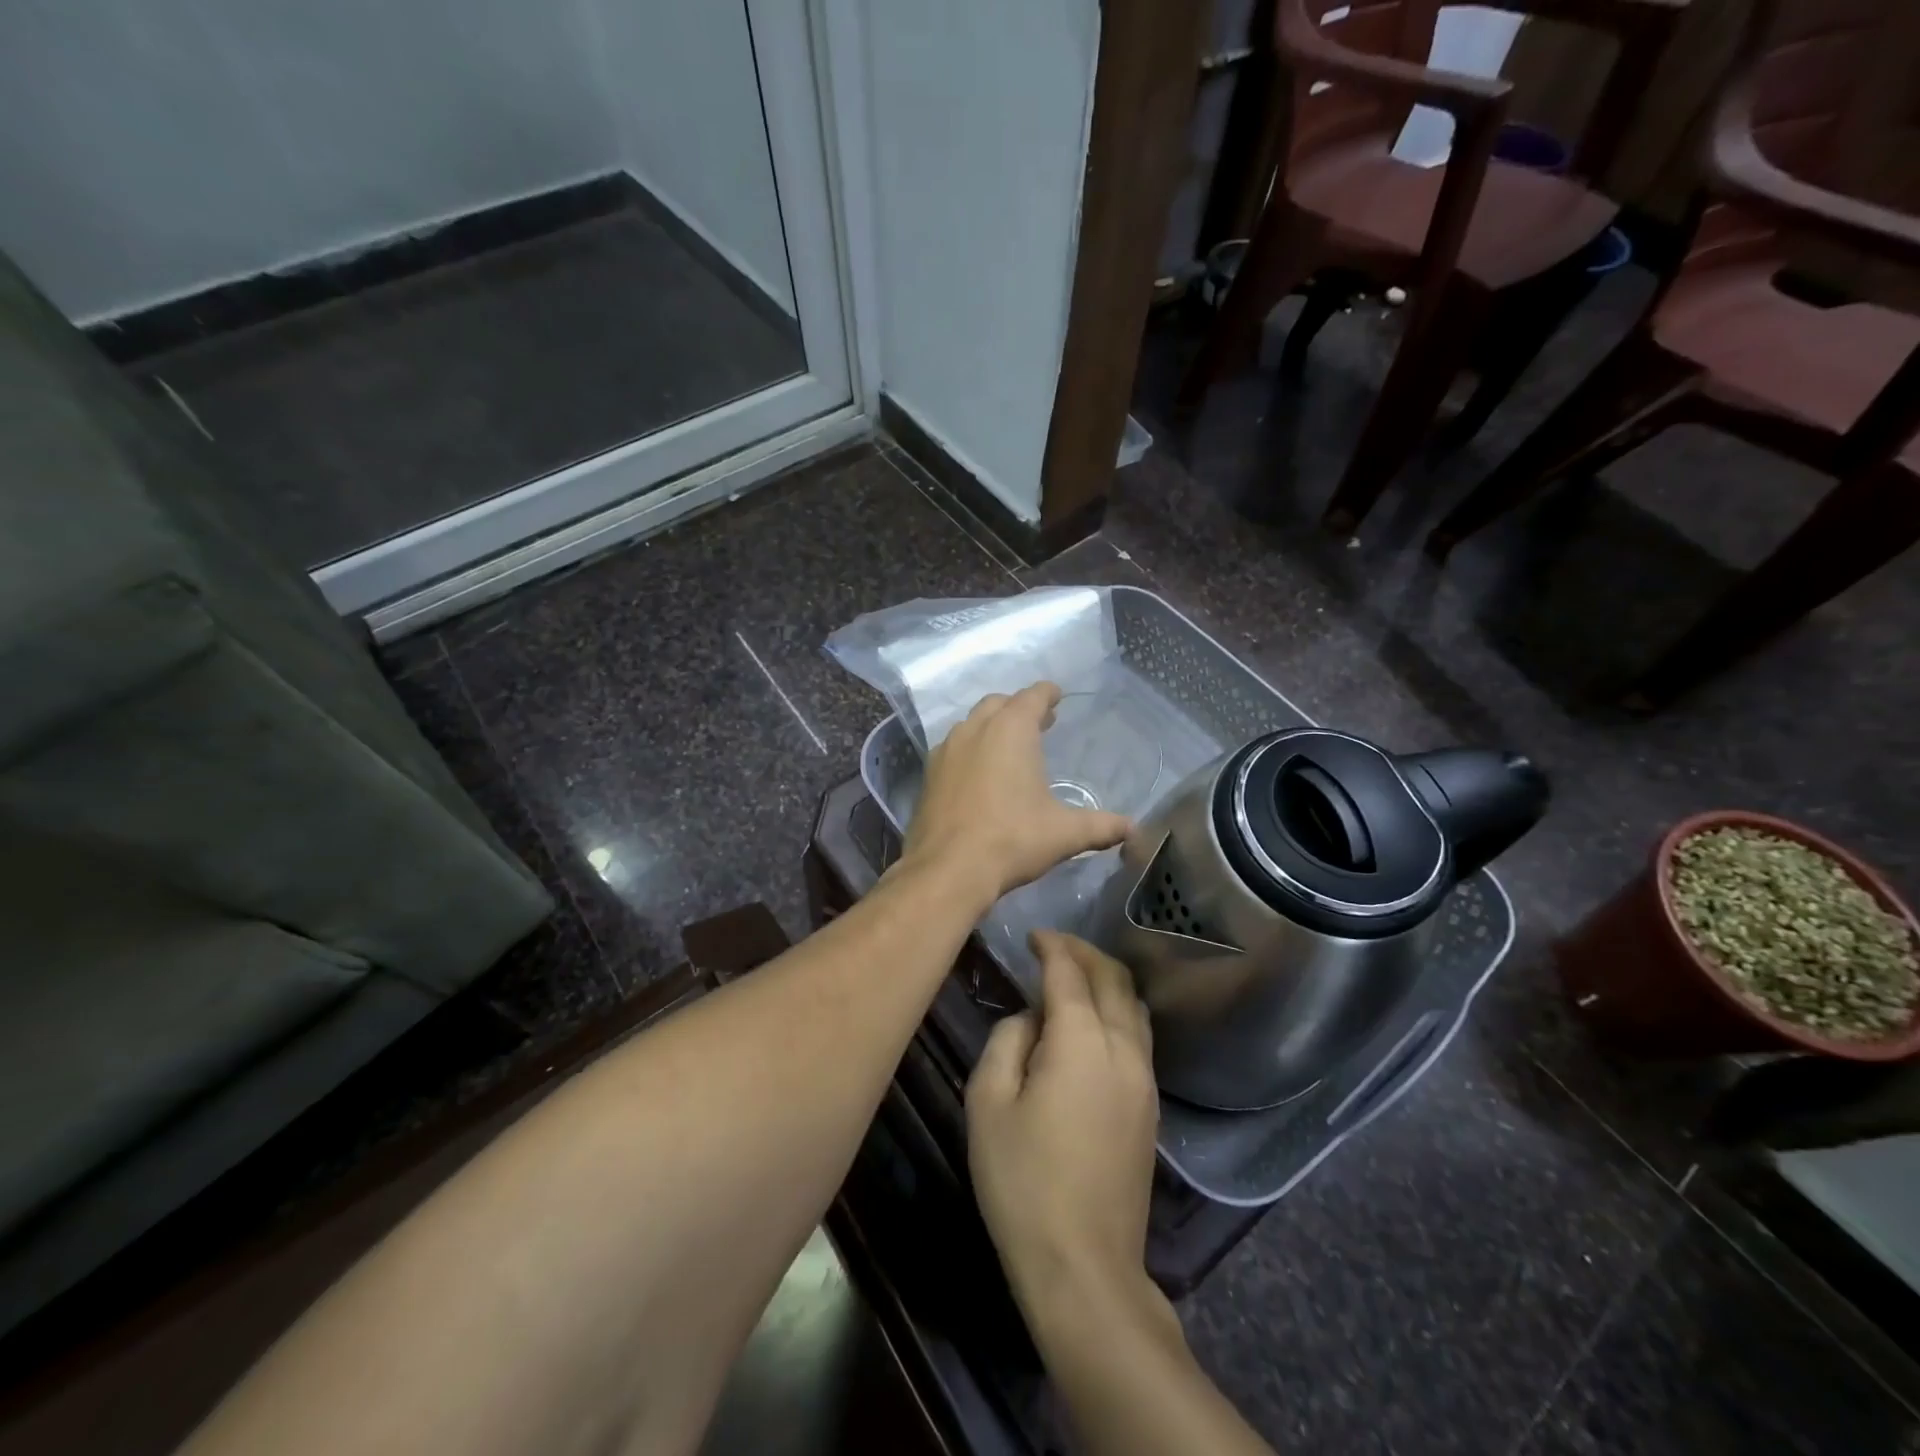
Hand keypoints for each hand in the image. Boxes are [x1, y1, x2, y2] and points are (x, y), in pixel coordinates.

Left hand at [902, 682, 1130, 906]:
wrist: (948, 869)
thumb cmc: (1012, 840)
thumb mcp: (1064, 834)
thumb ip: (1100, 826)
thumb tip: (1132, 829)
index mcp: (1011, 730)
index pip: (1032, 697)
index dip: (1047, 694)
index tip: (1056, 695)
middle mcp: (975, 730)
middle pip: (999, 704)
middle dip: (1019, 708)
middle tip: (1038, 723)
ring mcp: (946, 751)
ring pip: (971, 724)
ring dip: (991, 727)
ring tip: (1009, 747)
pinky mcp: (928, 775)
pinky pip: (953, 749)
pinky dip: (970, 750)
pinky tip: (979, 775)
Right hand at [966, 931, 1161, 1316]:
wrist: (1084, 1266)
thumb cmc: (1023, 1182)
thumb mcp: (989, 1103)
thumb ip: (1007, 1041)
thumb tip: (1031, 1019)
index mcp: (1082, 1040)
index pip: (1070, 972)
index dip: (1052, 945)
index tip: (1033, 934)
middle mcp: (1123, 1048)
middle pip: (1114, 979)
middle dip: (1085, 953)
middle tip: (1053, 947)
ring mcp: (1144, 1079)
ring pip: (1134, 1006)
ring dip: (1107, 980)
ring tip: (1074, 979)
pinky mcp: (1150, 1107)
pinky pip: (1138, 1036)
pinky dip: (1117, 1011)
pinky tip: (1092, 1024)